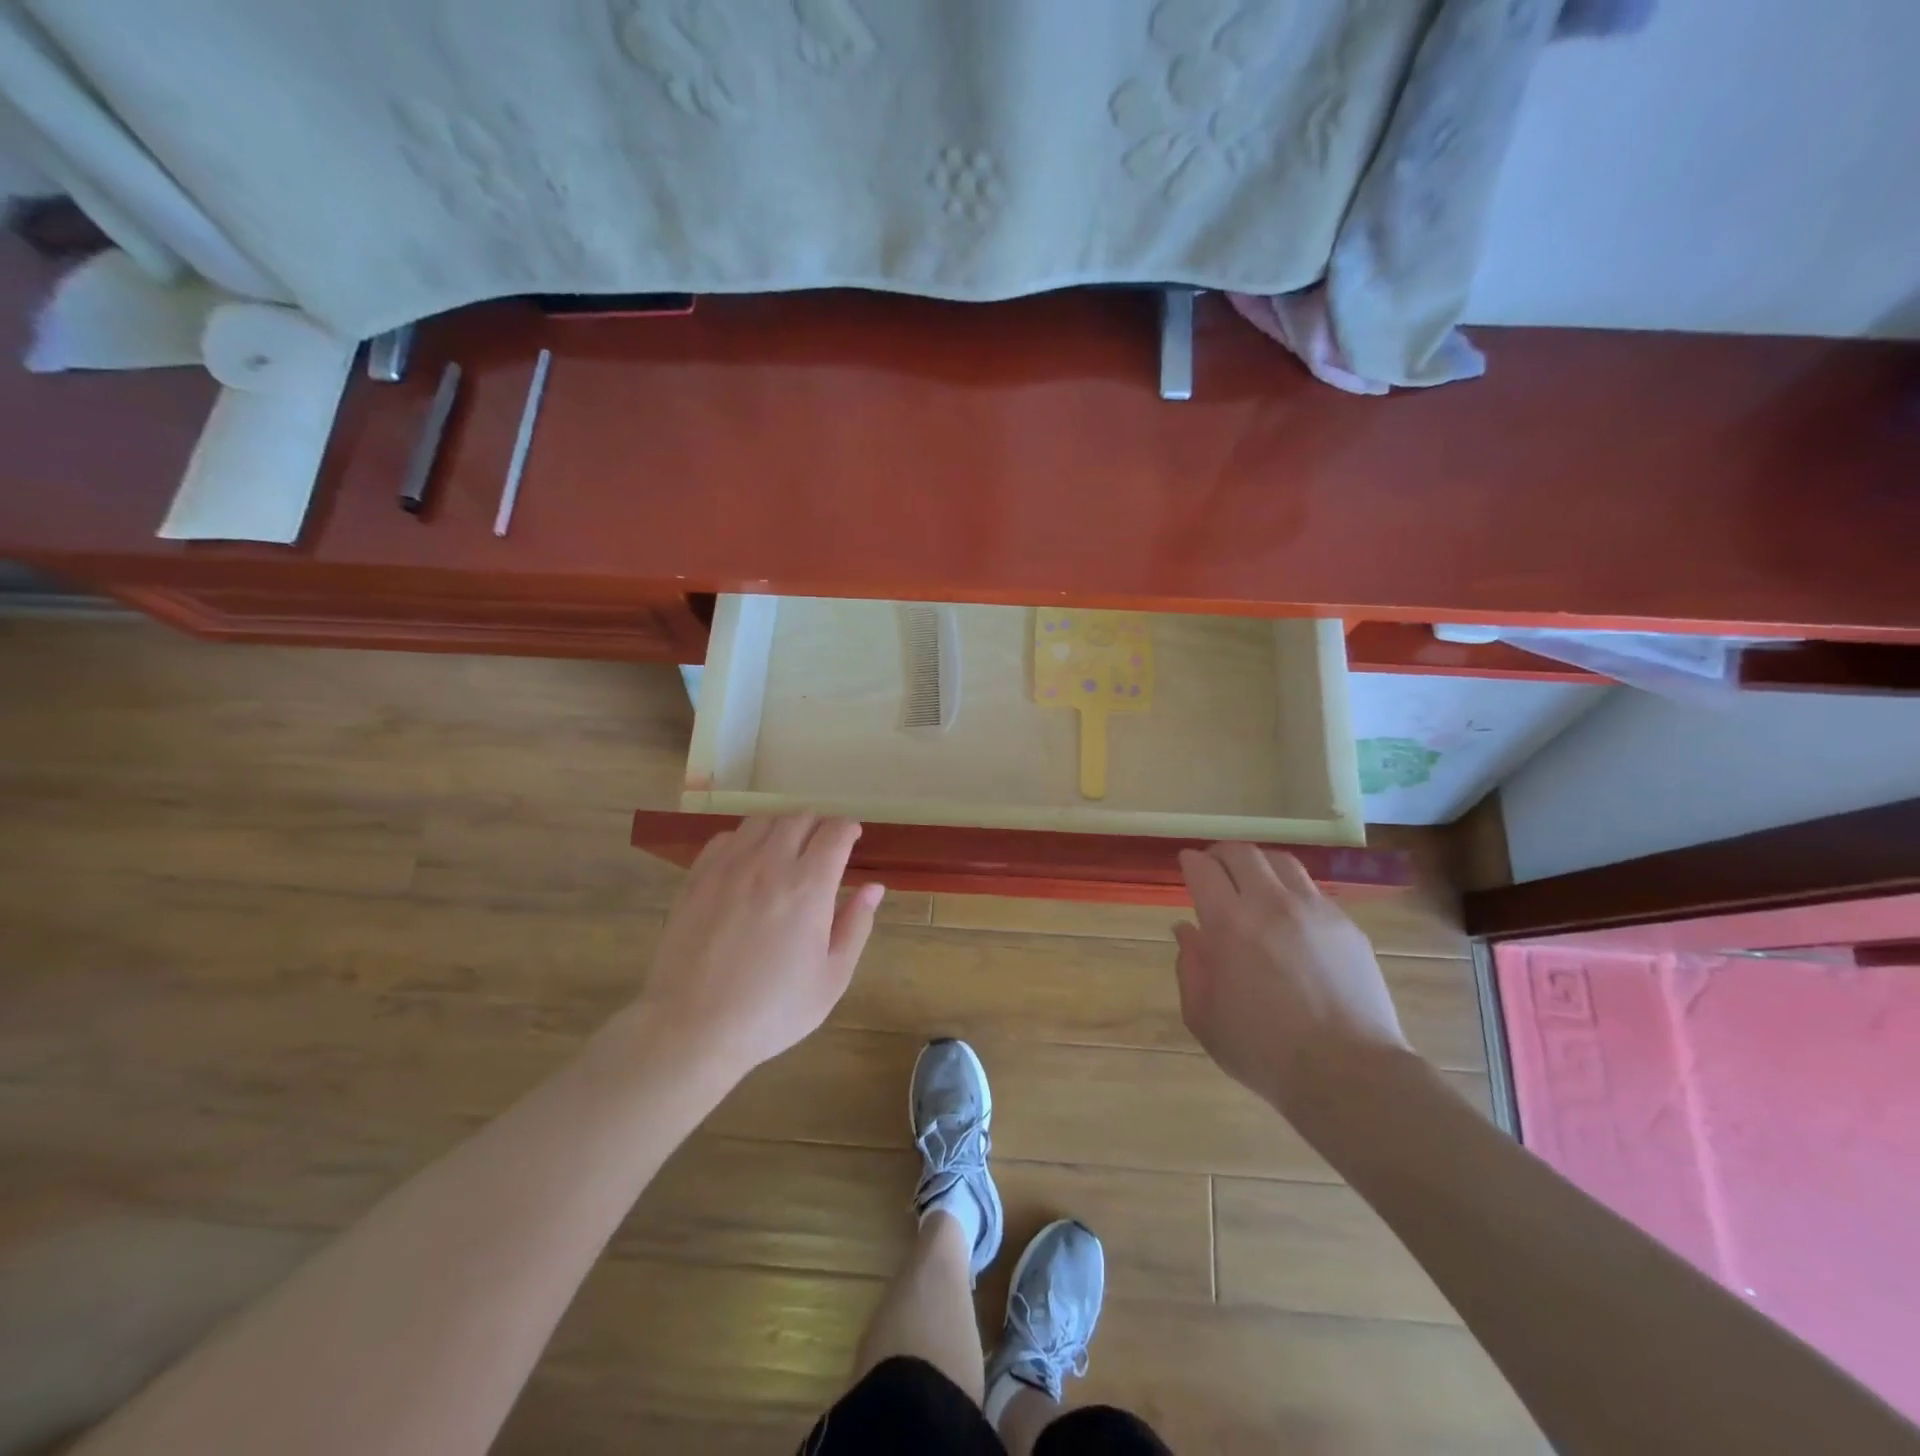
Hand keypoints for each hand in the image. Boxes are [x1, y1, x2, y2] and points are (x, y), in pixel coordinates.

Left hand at [634, 815, 882, 1084]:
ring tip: (787, 849)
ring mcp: (729, 867)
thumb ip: (856, 925)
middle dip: (819, 826)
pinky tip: (748, 863)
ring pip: (762, 821)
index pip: (835, 832)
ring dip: (783, 827)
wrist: (692, 1028)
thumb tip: (874, 887)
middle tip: (824, 847)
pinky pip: (726, 838)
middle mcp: (769, 864)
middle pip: (800, 818)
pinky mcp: (697, 878)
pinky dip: (746, 839)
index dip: (849, 829)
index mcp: (809, 887)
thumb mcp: (832, 978)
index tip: (853, 839)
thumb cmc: (772, 1011)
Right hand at [1175, 843, 1411, 1112]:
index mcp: (1229, 923)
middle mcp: (1271, 903)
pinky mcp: (1346, 925)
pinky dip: (1292, 891)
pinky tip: (1290, 916)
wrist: (1348, 1072)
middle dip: (1220, 854)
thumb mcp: (1203, 1017)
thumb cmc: (1263, 1051)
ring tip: (1253, 881)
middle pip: (1241, 853)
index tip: (1186, 865)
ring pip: (1281, 862)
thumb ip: (1189, 967)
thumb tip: (1186, 931)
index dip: (1190, 862)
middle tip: (1214, 868)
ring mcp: (1314, 910)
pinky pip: (1313, 891)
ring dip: (1259, 864)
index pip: (1203, 868)